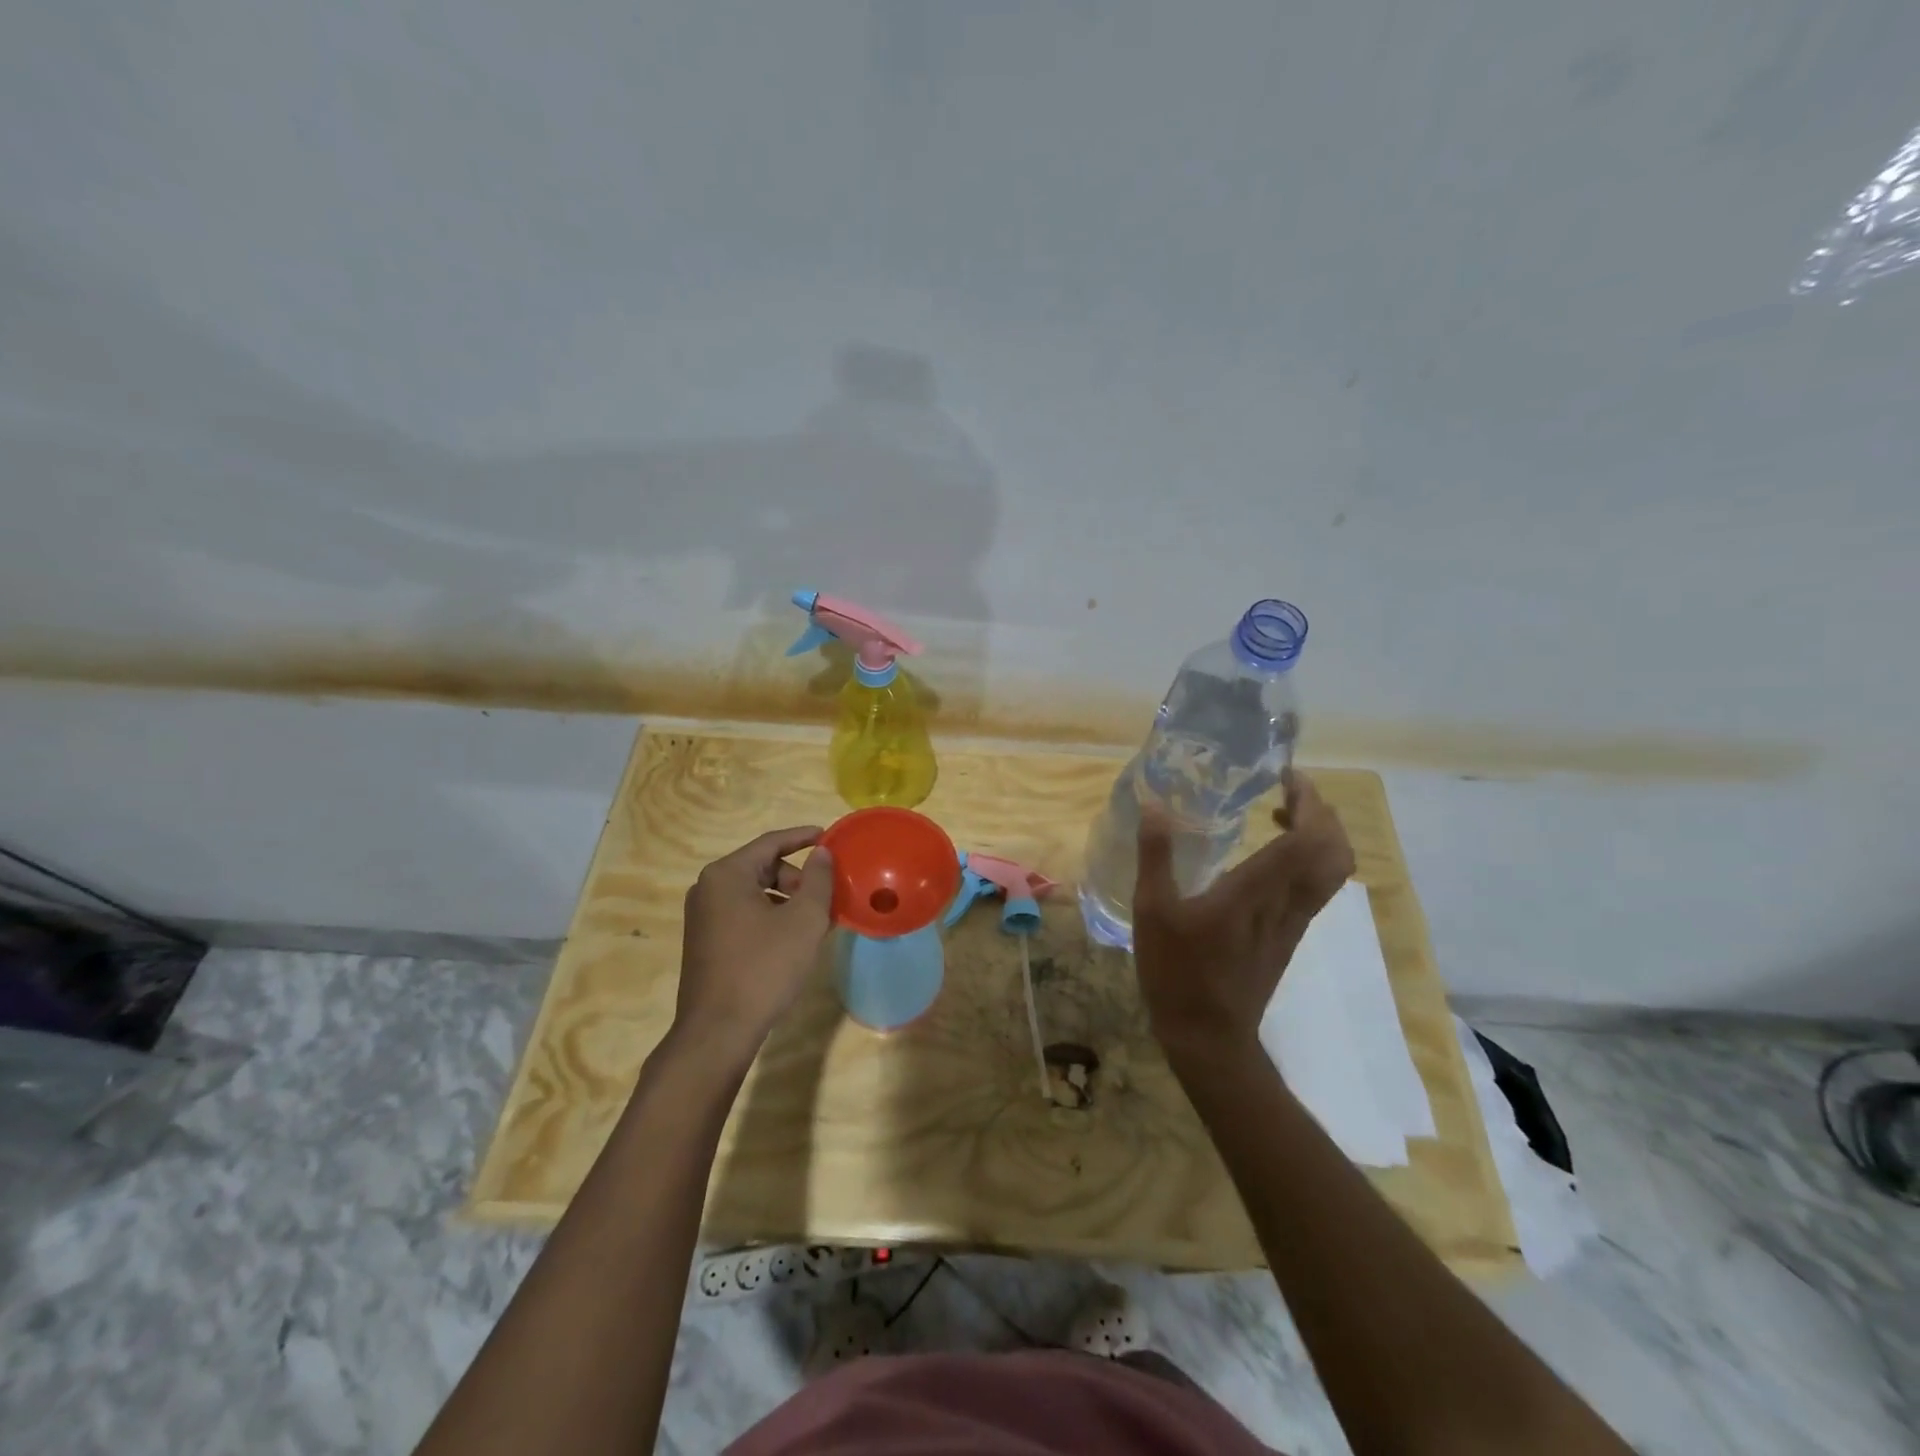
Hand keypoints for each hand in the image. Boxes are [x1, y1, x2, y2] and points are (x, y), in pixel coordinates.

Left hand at [675, 826, 834, 1055]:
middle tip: (825, 897)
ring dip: (786, 899)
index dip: (802, 837)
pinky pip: (743, 914)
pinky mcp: (705, 941)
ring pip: (754, 893)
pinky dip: (770, 916)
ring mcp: (702, 917)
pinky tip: (792, 941)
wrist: (718, 1031)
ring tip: (814, 922)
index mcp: (726, 875)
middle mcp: (707, 888)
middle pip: (762, 867)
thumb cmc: (764, 967)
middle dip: (797, 877)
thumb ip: (818, 879)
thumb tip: (822, 852)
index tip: (828, 836)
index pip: (771, 843)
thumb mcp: (804, 920)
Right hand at [1133, 771, 1355, 1064]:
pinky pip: (1315, 886)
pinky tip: (1268, 854)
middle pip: (1335, 850)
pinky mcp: (1290, 935)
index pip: (1309, 839)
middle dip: (1321, 812)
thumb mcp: (1154, 911)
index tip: (1285, 775)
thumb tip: (1154, 807)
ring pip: (1332, 870)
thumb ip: (1155, 856)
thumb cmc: (1178, 972)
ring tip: (1281, 813)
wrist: (1209, 1037)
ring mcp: (1294, 921)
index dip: (1308, 801)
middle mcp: (1287, 903)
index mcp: (1256, 892)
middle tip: (1288, 789)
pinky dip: (1307, 857)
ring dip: (1319, 834)